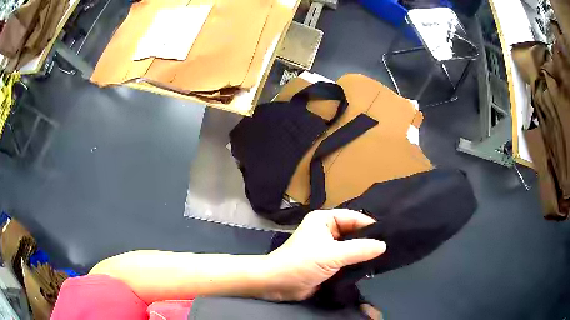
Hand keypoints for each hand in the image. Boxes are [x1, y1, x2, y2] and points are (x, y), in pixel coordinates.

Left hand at [259, 209, 385, 301]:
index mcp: (324, 220)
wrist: (277, 285)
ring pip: (352, 248)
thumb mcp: (331, 255)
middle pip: (354, 233)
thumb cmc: (301, 264)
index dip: (370, 226)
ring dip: (364, 254)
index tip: (390, 235)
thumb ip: (359, 250)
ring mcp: (328, 248)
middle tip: (390, 248)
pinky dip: (357, 264)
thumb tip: (383, 245)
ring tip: (385, 259)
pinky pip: (347, 261)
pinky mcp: (328, 264)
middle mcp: (327, 231)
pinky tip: (371, 268)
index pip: (354, 218)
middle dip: (369, 241)